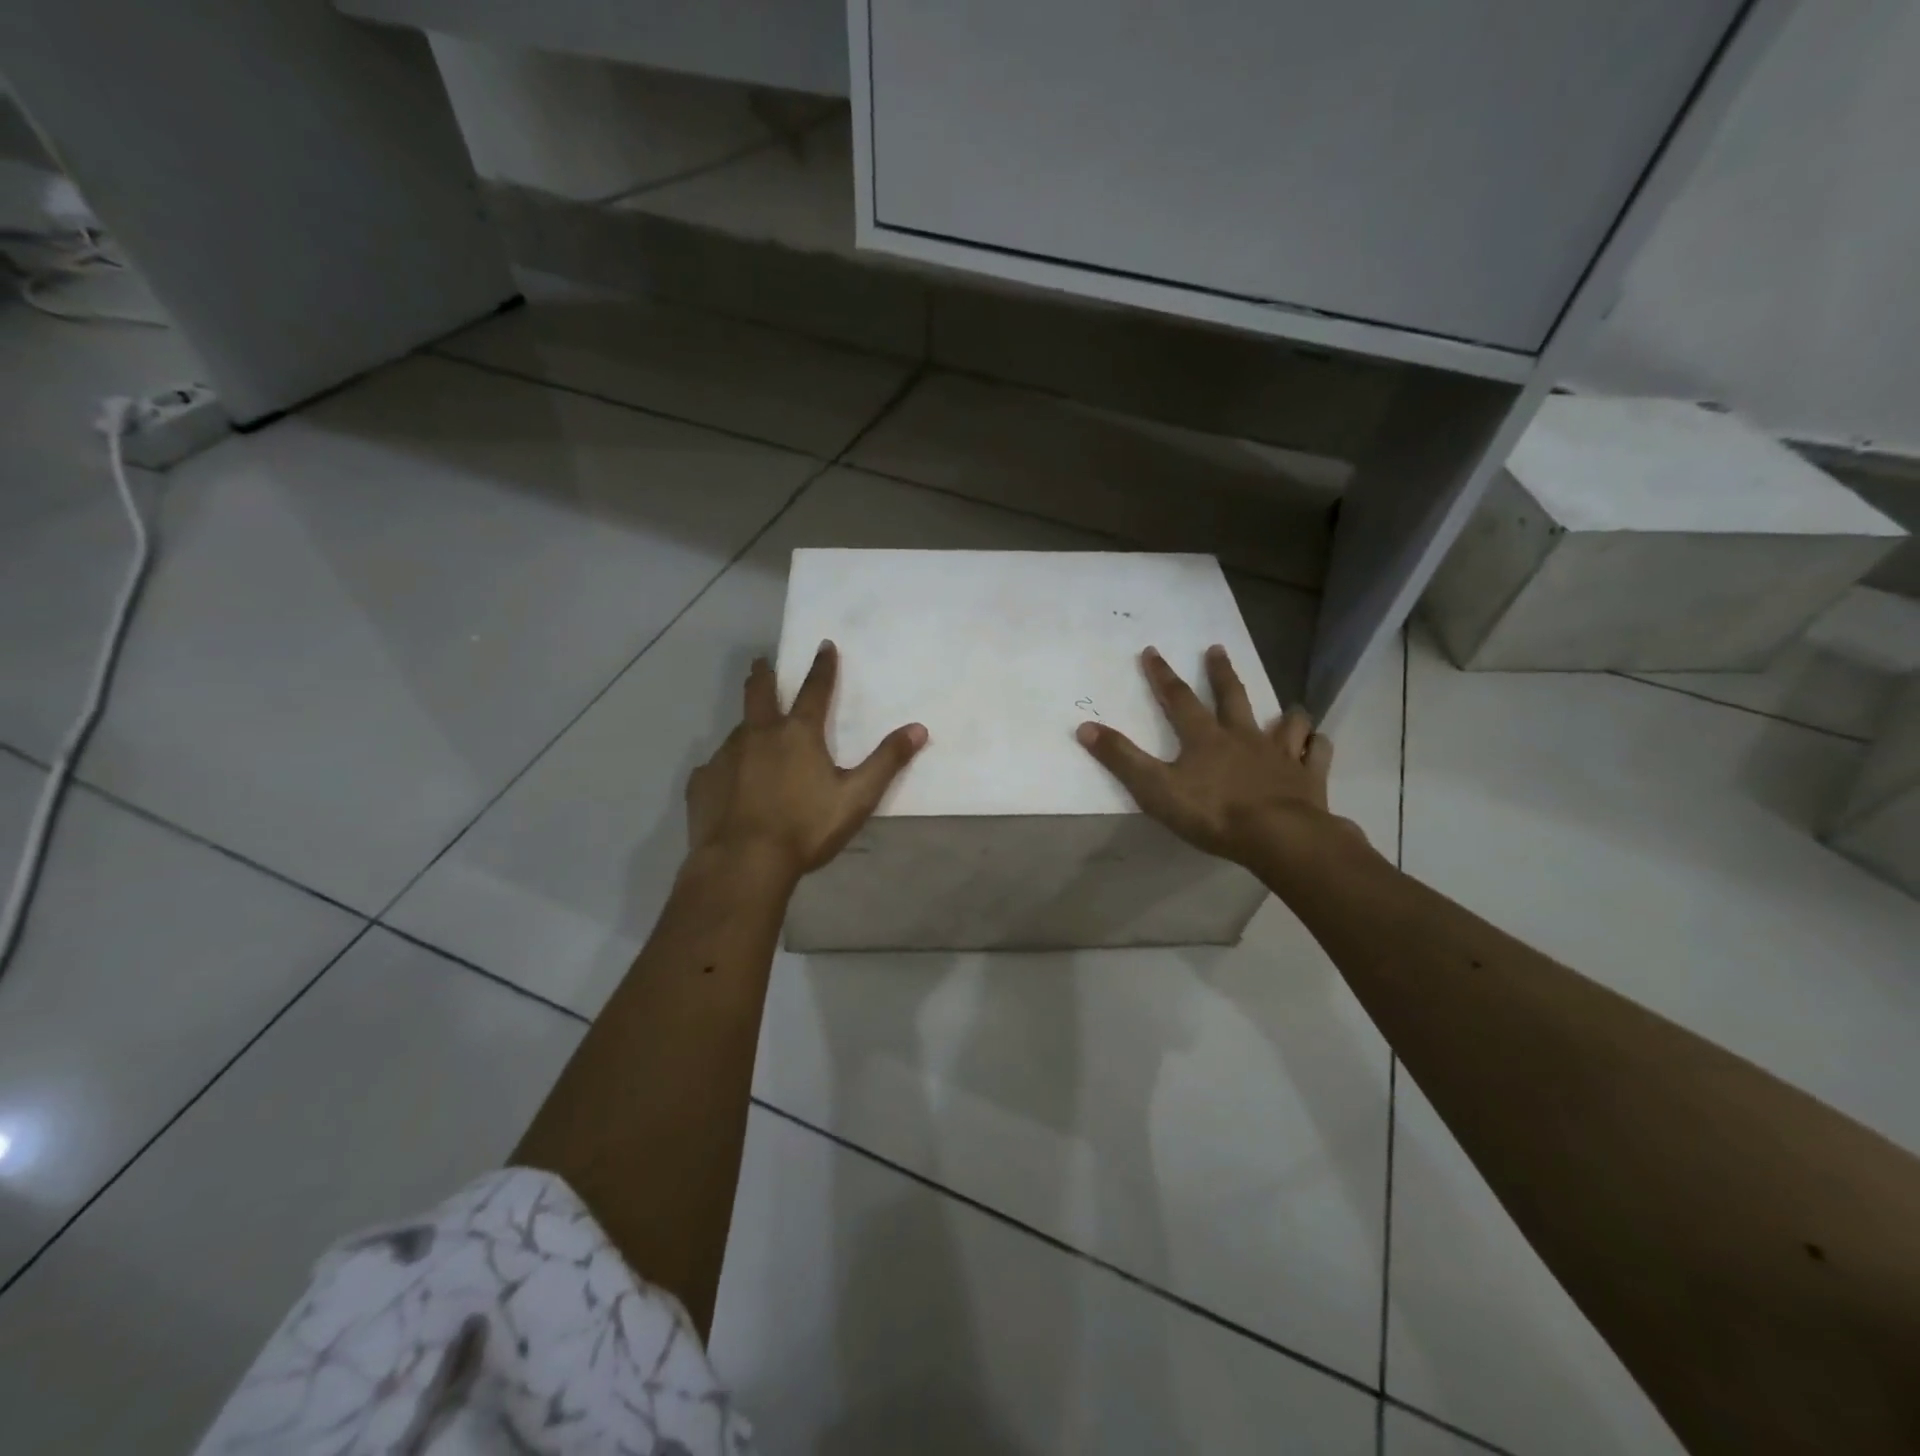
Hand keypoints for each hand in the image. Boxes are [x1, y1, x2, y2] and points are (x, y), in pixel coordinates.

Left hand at [686, 642, 926, 881]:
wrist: (743, 863)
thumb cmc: (805, 828)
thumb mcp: (857, 797)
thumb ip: (887, 762)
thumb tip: (919, 728)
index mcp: (798, 734)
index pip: (814, 689)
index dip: (822, 667)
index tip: (823, 645)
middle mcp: (758, 734)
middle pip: (759, 693)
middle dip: (763, 674)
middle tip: (761, 662)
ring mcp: (725, 756)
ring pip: (737, 731)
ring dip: (747, 727)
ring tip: (752, 739)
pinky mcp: (702, 782)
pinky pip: (716, 768)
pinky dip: (726, 769)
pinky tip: (729, 786)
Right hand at [1075, 645, 1363, 868]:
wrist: (1278, 837)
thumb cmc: (1213, 813)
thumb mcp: (1155, 788)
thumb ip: (1121, 759)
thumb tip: (1084, 727)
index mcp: (1205, 738)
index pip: (1179, 700)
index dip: (1162, 676)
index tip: (1152, 651)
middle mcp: (1244, 737)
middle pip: (1232, 697)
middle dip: (1221, 673)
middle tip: (1217, 649)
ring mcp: (1281, 755)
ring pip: (1287, 723)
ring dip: (1285, 712)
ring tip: (1287, 706)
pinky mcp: (1308, 777)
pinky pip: (1316, 754)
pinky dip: (1315, 746)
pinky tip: (1315, 745)